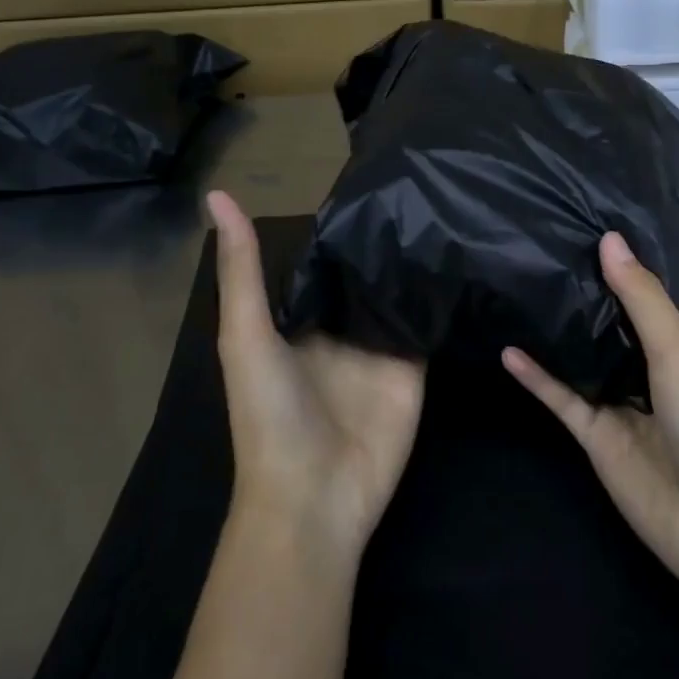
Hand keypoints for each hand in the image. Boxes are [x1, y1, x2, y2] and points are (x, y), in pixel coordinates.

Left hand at [208, 191, 425, 559]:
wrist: (315, 496)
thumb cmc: (269, 415)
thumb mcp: (245, 336)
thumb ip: (241, 270)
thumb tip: (217, 194)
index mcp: (299, 321)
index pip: (323, 264)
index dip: (339, 228)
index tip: (367, 182)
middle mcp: (340, 329)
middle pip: (364, 276)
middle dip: (383, 240)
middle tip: (416, 187)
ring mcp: (380, 348)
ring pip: (399, 294)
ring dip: (414, 262)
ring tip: (445, 206)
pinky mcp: (413, 367)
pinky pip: (427, 324)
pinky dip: (439, 297)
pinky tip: (461, 255)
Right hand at [503, 233, 678, 629]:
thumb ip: (642, 300)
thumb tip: (608, 239)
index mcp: (677, 348)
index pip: (641, 298)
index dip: (615, 267)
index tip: (578, 227)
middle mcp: (646, 372)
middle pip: (607, 328)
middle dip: (580, 296)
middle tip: (536, 253)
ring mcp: (619, 407)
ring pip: (581, 362)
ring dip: (555, 334)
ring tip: (517, 292)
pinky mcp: (595, 440)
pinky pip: (562, 401)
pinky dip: (537, 378)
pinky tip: (508, 351)